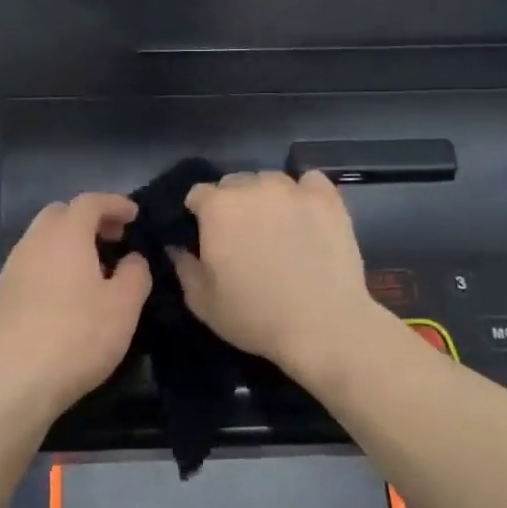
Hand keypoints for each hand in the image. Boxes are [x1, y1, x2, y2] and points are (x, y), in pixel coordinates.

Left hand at [0, 193, 151, 425]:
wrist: (15, 383)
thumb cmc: (78, 338)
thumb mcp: (124, 307)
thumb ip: (135, 273)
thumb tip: (132, 258)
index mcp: (65, 237)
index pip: (89, 201)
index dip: (114, 203)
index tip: (133, 215)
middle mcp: (32, 244)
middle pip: (58, 214)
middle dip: (87, 219)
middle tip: (112, 239)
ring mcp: (9, 270)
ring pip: (39, 241)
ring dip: (66, 244)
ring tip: (89, 270)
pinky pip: (27, 267)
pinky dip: (48, 267)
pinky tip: (60, 298)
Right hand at [173, 170, 381, 379]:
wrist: (323, 326)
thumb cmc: (255, 318)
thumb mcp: (203, 303)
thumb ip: (184, 268)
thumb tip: (178, 248)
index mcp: (218, 208)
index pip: (198, 194)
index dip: (198, 214)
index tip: (205, 235)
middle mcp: (254, 188)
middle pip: (234, 183)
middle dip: (231, 203)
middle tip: (241, 235)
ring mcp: (294, 190)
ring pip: (270, 181)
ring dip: (266, 197)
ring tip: (276, 226)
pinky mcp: (328, 199)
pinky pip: (310, 181)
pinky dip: (304, 193)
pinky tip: (306, 215)